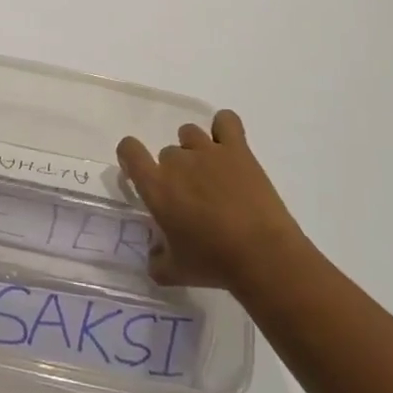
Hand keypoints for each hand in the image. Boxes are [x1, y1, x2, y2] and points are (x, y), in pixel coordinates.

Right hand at [117, 110, 309, 290]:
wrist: (263, 256)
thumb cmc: (214, 263)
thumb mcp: (175, 272)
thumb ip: (157, 261)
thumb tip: (153, 255)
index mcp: (156, 187)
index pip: (129, 150)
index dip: (130, 155)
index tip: (140, 170)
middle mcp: (177, 162)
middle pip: (167, 152)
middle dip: (175, 171)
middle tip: (191, 196)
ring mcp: (208, 151)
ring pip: (190, 133)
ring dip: (195, 149)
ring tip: (211, 174)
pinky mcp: (237, 149)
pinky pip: (226, 120)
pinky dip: (224, 128)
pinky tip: (228, 145)